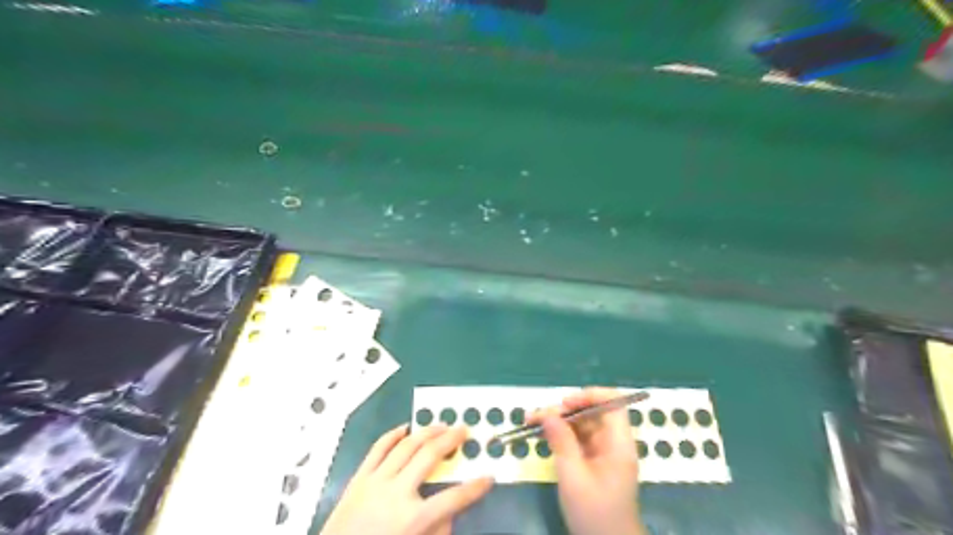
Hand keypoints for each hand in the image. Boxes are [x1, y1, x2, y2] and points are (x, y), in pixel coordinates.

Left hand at [325, 422, 495, 534]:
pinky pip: (378, 448)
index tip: (488, 477)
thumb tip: (449, 513)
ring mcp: (376, 481)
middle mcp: (396, 493)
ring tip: (442, 424)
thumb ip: (436, 531)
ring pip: (406, 446)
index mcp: (412, 520)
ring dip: (427, 431)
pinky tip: (405, 428)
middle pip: (429, 457)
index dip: (474, 488)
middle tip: (464, 430)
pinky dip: (393, 435)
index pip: (452, 499)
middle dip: (451, 441)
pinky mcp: (359, 477)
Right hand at [535, 390, 646, 534]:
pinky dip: (560, 434)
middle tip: (537, 416)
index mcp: (618, 444)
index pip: (613, 404)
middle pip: (592, 413)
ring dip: (558, 421)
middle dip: (564, 410)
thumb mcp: (573, 477)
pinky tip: (541, 434)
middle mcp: (613, 443)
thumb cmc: (594, 514)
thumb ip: (561, 442)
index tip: (565, 403)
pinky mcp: (593, 461)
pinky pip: (577, 438)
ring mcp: (603, 452)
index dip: (591, 396)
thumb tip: (547, 413)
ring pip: (581, 424)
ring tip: (531, 421)